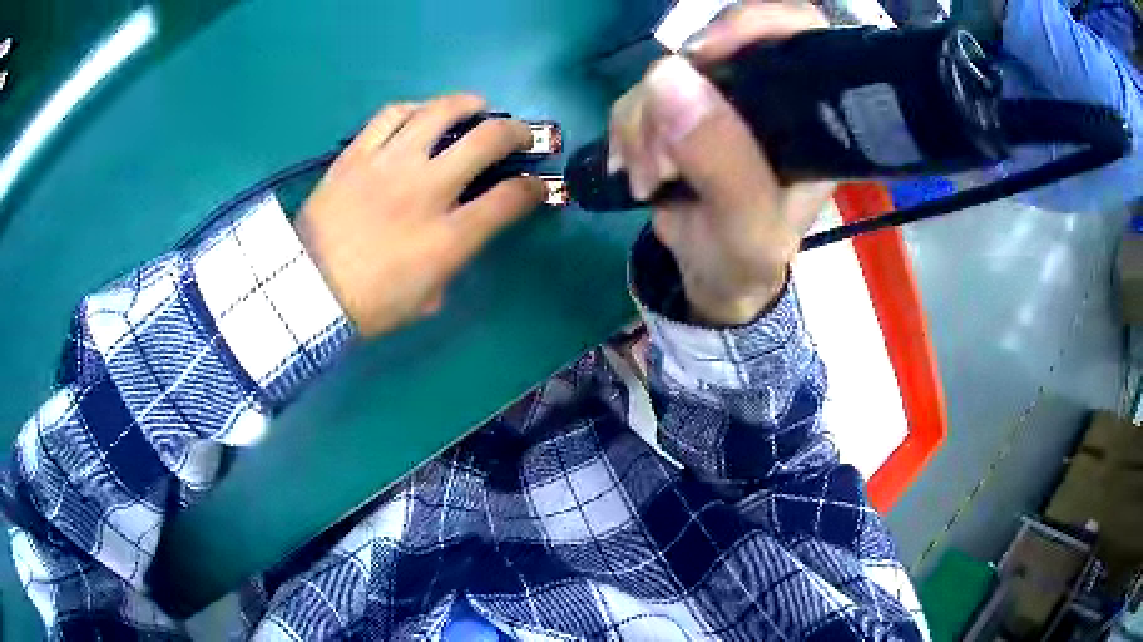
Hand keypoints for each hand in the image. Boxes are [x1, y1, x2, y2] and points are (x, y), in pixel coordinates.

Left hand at [296, 95, 543, 336]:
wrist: (305, 291)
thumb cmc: (368, 306)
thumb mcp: (426, 300)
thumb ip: (452, 265)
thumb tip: (459, 237)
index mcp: (448, 237)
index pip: (509, 199)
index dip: (534, 188)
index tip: (536, 186)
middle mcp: (426, 190)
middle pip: (487, 141)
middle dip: (516, 133)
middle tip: (519, 134)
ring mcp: (389, 165)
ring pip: (440, 113)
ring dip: (468, 104)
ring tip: (476, 106)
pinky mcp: (357, 154)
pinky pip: (392, 115)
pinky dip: (416, 108)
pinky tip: (423, 112)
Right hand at [609, 2, 835, 325]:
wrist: (710, 274)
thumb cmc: (746, 259)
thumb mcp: (747, 228)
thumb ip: (723, 164)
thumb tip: (667, 77)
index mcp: (810, 118)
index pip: (800, 34)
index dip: (754, 25)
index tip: (704, 53)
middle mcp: (769, 96)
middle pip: (719, 45)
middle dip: (680, 91)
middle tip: (665, 150)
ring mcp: (721, 98)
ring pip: (668, 70)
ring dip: (644, 121)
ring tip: (653, 176)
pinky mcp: (681, 109)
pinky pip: (640, 93)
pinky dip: (628, 129)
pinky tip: (637, 169)